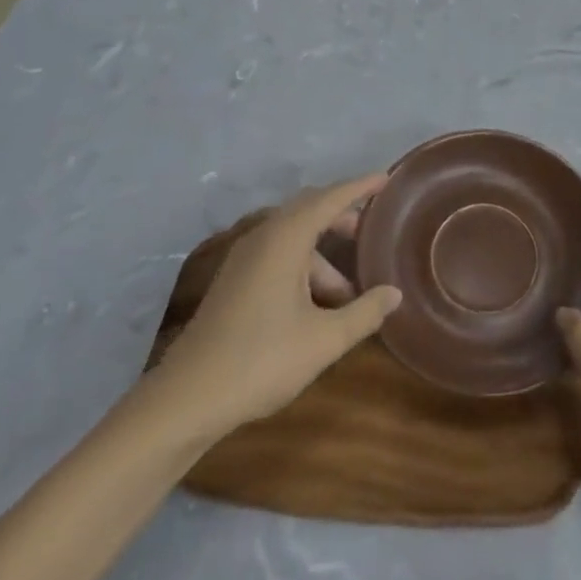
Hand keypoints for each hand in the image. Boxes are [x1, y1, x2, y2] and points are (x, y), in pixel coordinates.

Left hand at [148, 175, 401, 448]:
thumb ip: (364, 313)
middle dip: (342, 216)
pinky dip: (303, 267)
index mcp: (285, 239)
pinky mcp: (234, 281)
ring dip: (324, 257)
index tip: (386, 179)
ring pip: (293, 239)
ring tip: (349, 294)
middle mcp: (263, 237)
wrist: (186, 399)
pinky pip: (278, 256)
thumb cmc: (261, 361)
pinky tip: (317, 304)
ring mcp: (244, 259)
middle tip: (372, 230)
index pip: (329, 198)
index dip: (359, 187)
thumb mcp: (324, 340)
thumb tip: (394, 293)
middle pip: (309, 211)